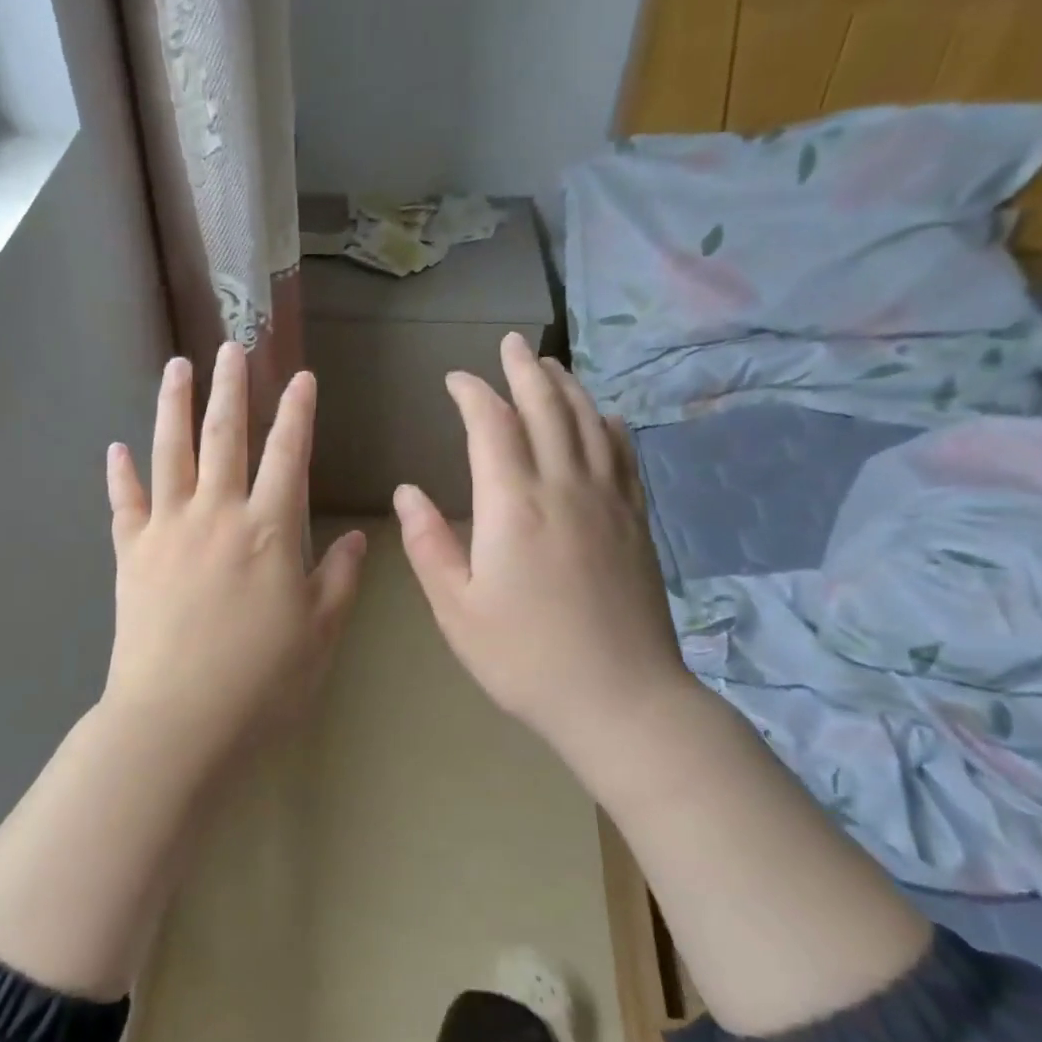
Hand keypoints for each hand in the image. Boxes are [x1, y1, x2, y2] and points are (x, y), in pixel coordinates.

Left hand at [102, 342, 366, 757]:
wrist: (177, 720)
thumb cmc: (261, 682)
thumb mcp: (320, 634)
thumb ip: (340, 580)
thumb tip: (358, 538)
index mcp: (269, 531)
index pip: (288, 455)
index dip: (297, 412)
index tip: (300, 375)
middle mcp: (217, 514)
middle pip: (224, 437)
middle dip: (231, 388)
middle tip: (231, 345)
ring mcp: (167, 530)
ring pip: (169, 453)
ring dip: (173, 406)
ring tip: (175, 367)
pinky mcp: (130, 554)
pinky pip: (124, 503)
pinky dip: (119, 474)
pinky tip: (115, 448)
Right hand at [393, 333, 696, 766]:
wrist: (621, 698)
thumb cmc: (524, 657)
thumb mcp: (456, 609)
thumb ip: (428, 544)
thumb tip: (406, 492)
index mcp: (513, 505)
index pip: (491, 425)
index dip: (472, 394)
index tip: (455, 379)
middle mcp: (564, 487)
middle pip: (546, 408)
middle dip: (524, 371)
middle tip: (510, 344)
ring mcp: (608, 500)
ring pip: (589, 422)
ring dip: (567, 387)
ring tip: (550, 366)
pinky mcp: (635, 521)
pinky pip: (623, 455)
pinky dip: (608, 425)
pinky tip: (603, 418)